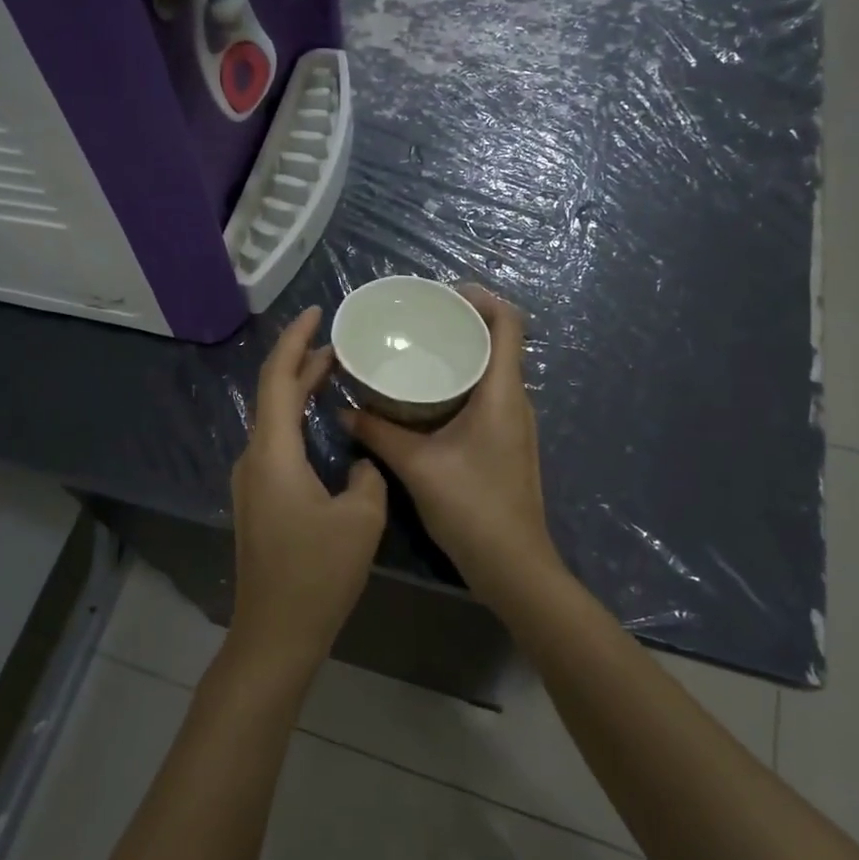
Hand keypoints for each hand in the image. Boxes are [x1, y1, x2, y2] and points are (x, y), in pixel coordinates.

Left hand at [230, 306, 387, 675]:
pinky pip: (276, 443)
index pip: (277, 378)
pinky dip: (297, 420)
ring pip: (273, 420)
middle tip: (339, 341)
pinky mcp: (258, 500)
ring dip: (299, 391)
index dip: (296, 340)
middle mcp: (253, 459)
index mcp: (273, 453)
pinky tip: (322, 425)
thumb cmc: (317, 574)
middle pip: (272, 394)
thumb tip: (360, 464)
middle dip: (302, 362)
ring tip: (335, 373)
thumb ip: (366, 476)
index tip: (318, 313)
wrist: (275, 633)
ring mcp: (251, 481)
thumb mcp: (361, 518)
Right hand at [342, 286, 559, 600]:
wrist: (513, 565)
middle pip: (499, 342)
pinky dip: (460, 383)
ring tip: (418, 350)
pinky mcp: (506, 443)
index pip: (509, 323)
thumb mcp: (417, 466)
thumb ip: (378, 433)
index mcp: (502, 393)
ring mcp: (514, 423)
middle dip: (462, 323)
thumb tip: (343, 409)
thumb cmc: (472, 507)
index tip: (443, 294)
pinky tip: (426, 396)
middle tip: (419, 320)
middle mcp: (515, 400)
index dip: (482, 298)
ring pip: (492, 371)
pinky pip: (486, 396)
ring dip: (461, 355)